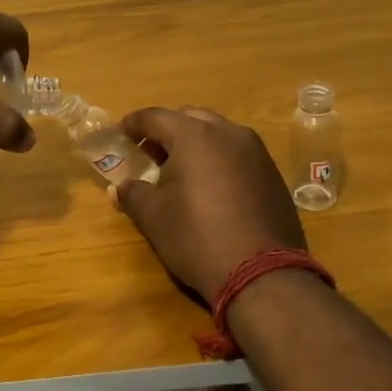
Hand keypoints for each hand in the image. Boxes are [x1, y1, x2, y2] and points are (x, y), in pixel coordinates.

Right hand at [112, 107, 305, 302]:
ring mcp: (256, 152)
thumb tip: (119, 187)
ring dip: (195, 143)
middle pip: (190, 118)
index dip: (134, 123)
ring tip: (179, 168)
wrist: (262, 273)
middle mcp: (228, 133)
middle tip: (150, 151)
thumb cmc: (197, 237)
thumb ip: (133, 194)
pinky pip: (238, 153)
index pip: (156, 117)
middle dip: (167, 130)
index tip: (121, 132)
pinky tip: (210, 186)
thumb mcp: (154, 217)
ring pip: (218, 133)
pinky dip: (218, 159)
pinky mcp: (272, 173)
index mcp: (194, 135)